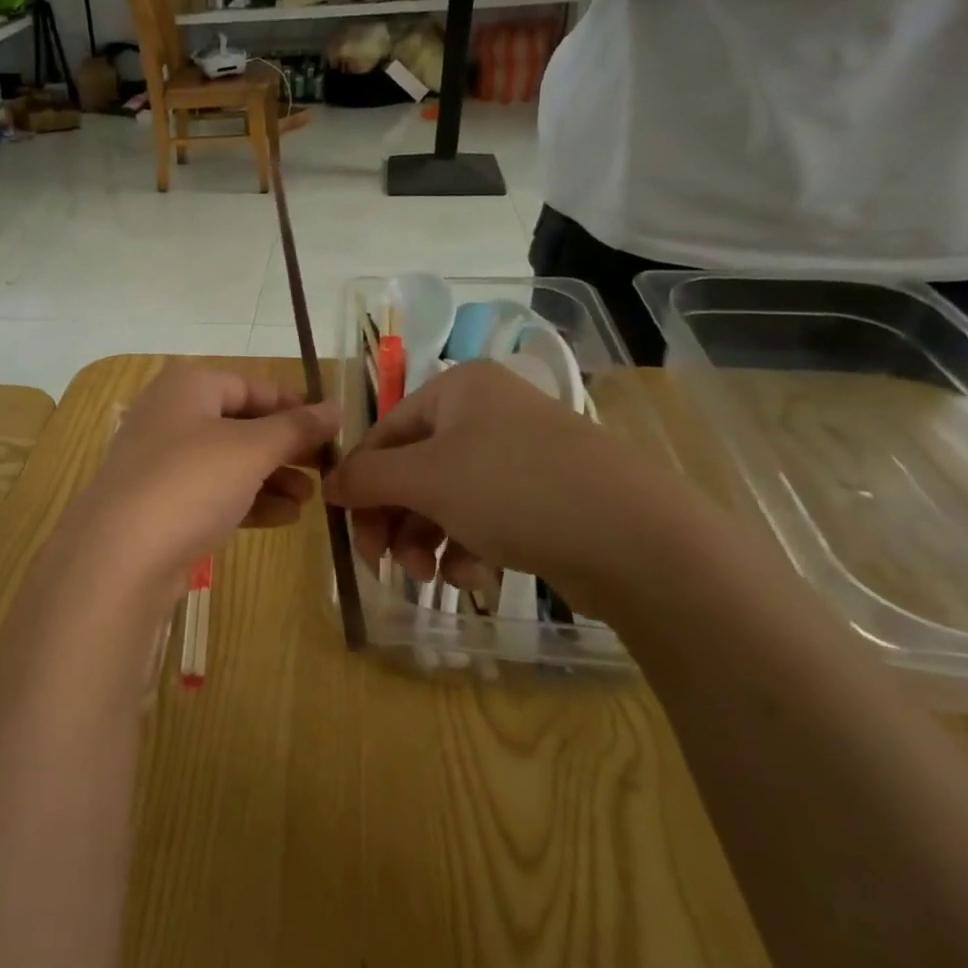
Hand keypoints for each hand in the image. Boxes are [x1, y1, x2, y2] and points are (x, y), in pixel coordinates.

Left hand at [57, 364, 338, 600]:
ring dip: (272, 477)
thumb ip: (296, 427)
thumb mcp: (252, 449)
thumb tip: (336, 407)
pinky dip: (248, 501)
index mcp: (188, 386)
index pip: (253, 385)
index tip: (333, 429)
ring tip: (311, 498)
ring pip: (229, 462)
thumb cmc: (191, 481)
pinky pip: (213, 493)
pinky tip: (284, 518)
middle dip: (286, 447)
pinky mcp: (161, 504)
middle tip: (327, 467)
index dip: (295, 405)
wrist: (120, 555)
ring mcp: (162, 462)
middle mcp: (171, 416)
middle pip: (241, 424)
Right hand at [323, 360, 705, 619]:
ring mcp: (518, 454)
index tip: (349, 530)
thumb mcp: (427, 479)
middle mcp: (487, 412)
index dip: (361, 481)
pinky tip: (473, 578)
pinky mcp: (543, 495)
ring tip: (430, 578)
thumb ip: (367, 478)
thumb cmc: (516, 490)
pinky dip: (468, 548)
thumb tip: (328, 484)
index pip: (385, 432)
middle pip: (414, 469)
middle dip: (395, 520)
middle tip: (383, 565)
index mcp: (458, 389)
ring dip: (427, 541)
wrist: (640, 540)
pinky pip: (483, 517)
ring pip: (445, 499)